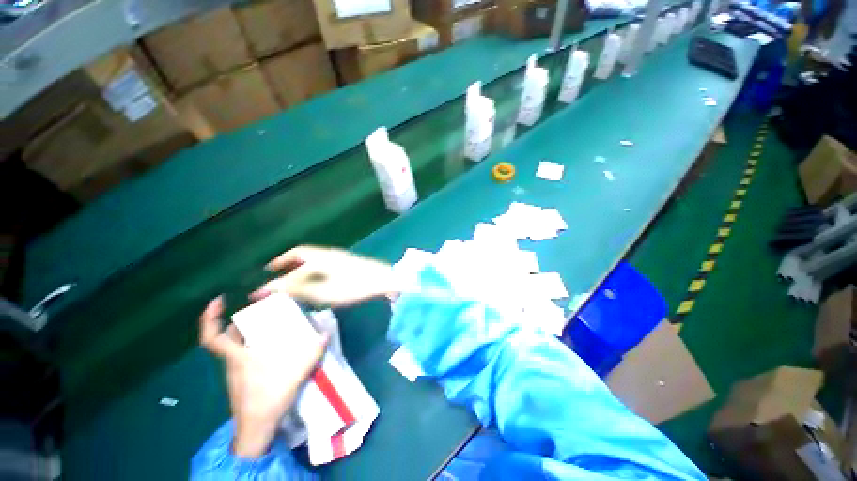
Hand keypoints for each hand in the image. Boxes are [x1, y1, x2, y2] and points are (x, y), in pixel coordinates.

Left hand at [199, 296, 326, 458]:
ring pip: (236, 347)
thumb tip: (325, 333)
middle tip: (259, 311)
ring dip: (248, 334)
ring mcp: (235, 372)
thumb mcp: (296, 371)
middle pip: (229, 337)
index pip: (212, 337)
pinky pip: (243, 357)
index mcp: (238, 357)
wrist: (258, 428)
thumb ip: (313, 351)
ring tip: (268, 326)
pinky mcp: (241, 380)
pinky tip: (271, 349)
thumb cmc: (270, 397)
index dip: (210, 318)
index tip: (219, 300)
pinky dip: (253, 348)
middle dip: (241, 321)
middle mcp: (233, 362)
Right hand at [250, 246, 399, 306]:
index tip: (262, 286)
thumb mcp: (325, 291)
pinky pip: (323, 263)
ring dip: (299, 267)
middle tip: (274, 275)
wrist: (384, 280)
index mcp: (321, 258)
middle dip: (286, 263)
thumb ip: (299, 288)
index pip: (293, 261)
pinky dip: (312, 270)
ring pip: (313, 258)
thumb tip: (272, 286)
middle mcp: (328, 253)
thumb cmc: (355, 286)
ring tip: (290, 280)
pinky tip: (313, 282)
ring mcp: (339, 257)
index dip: (276, 272)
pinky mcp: (347, 262)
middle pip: (302, 254)